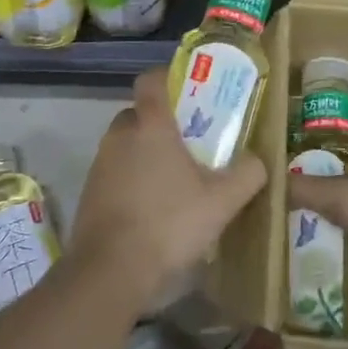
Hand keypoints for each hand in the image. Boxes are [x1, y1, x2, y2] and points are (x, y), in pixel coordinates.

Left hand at [69, 69, 266, 303]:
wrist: (110, 271)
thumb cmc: (168, 223)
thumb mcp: (221, 201)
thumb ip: (246, 174)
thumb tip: (258, 160)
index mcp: (150, 125)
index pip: (151, 80)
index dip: (167, 77)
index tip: (189, 90)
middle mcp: (120, 135)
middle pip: (139, 113)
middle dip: (162, 123)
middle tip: (191, 143)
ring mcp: (100, 164)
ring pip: (126, 144)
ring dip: (146, 154)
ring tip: (176, 181)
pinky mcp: (89, 192)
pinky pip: (115, 172)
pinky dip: (132, 180)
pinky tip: (153, 209)